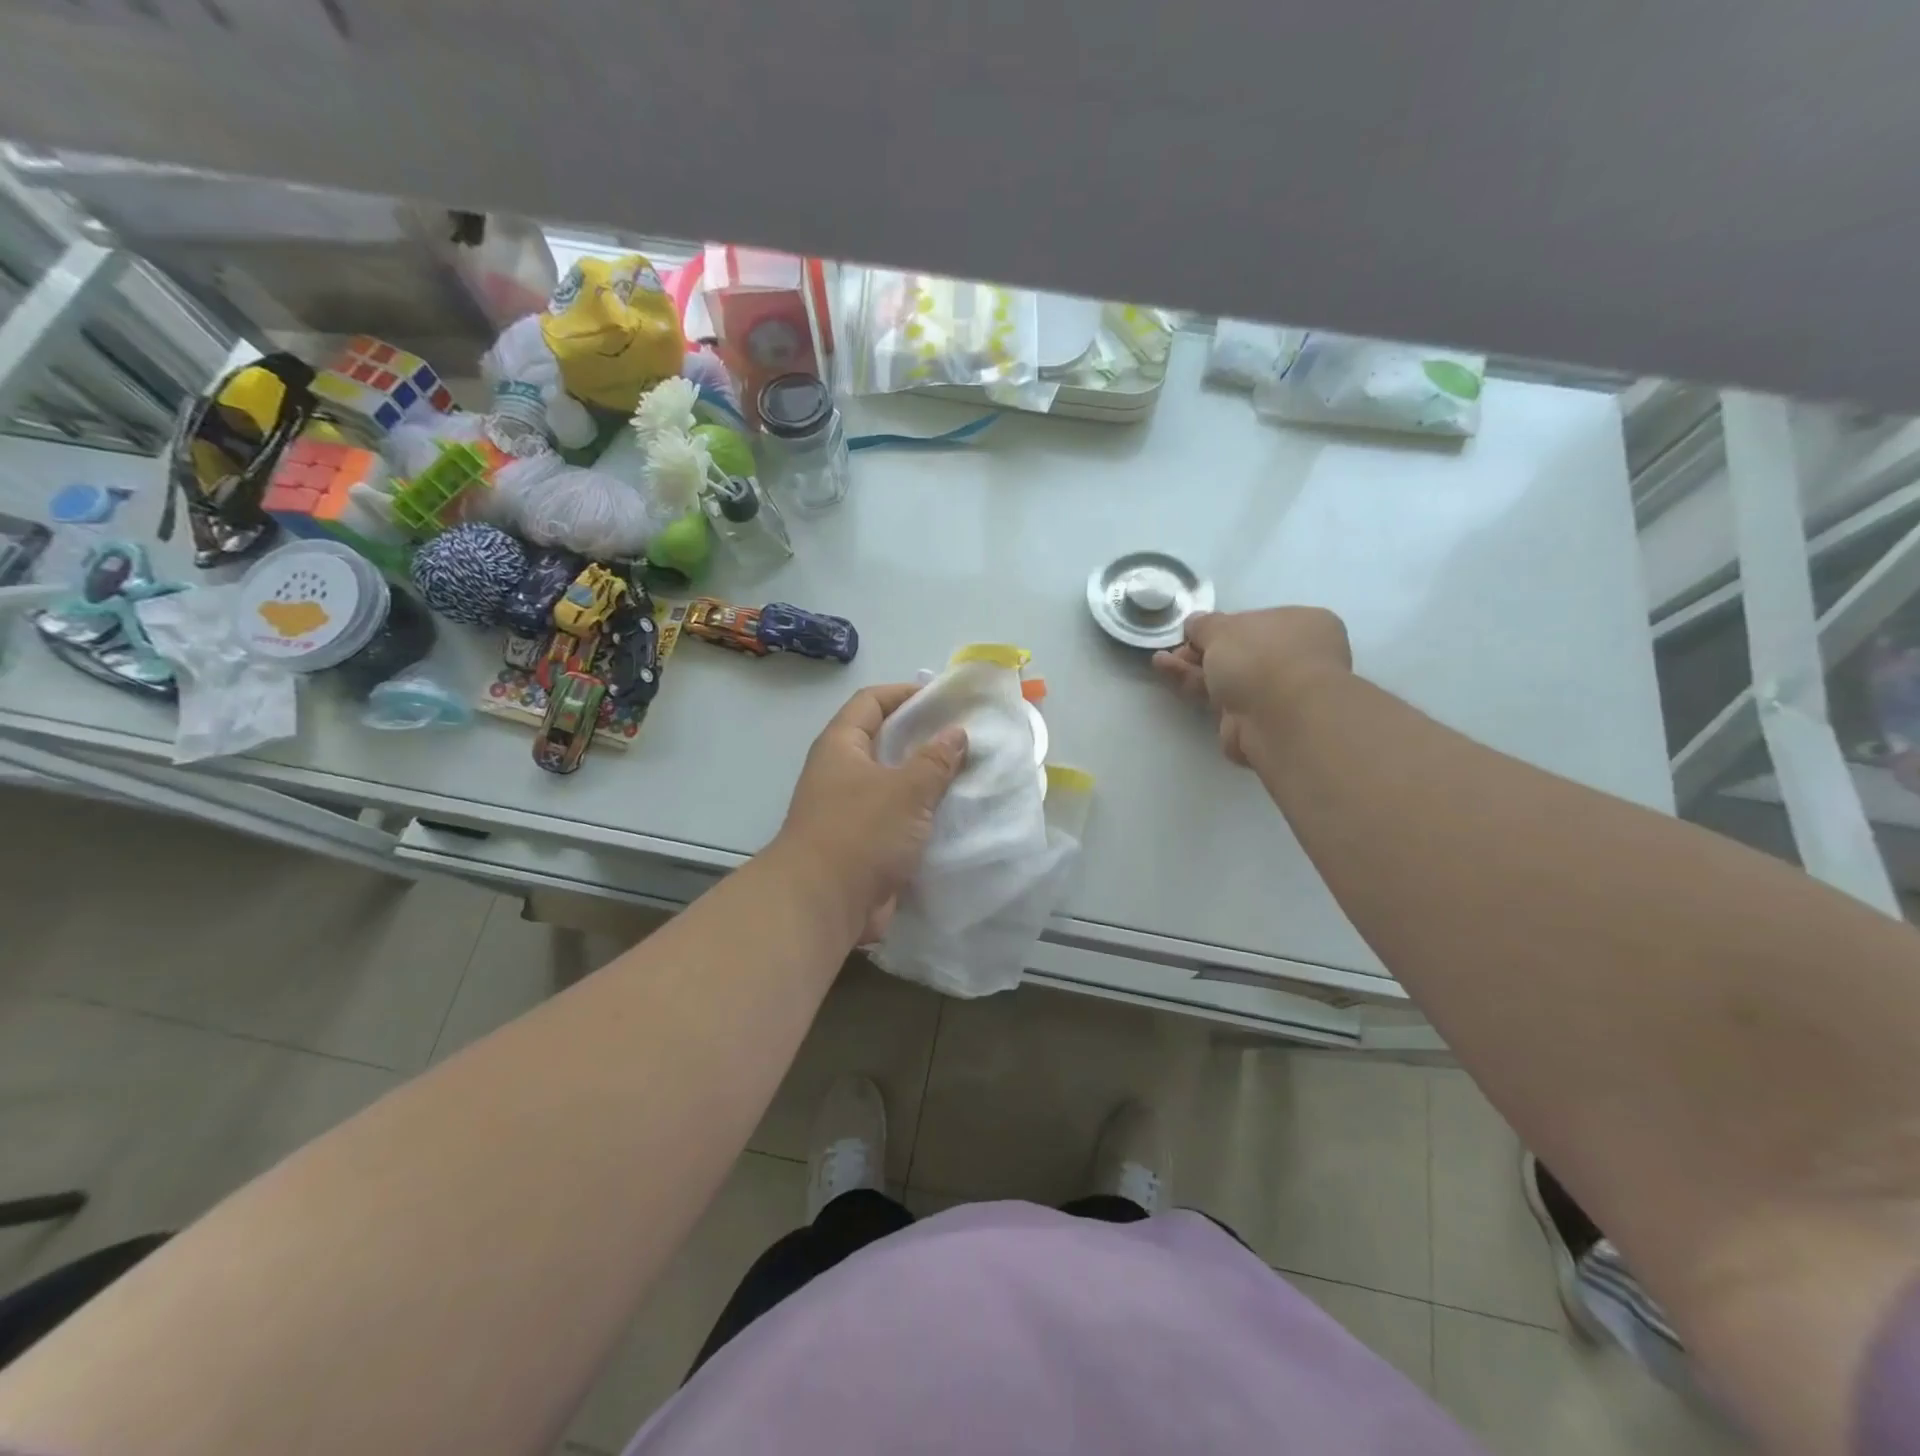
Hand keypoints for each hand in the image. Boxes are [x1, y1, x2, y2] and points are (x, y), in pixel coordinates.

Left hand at [772, 683, 968, 944]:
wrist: (822, 905)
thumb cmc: (860, 833)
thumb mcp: (906, 790)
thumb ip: (935, 760)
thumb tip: (956, 733)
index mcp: (841, 747)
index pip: (871, 702)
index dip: (904, 694)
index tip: (944, 699)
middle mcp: (841, 773)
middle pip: (883, 742)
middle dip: (922, 738)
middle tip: (965, 738)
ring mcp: (850, 811)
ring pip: (893, 784)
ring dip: (926, 781)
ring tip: (968, 774)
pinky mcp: (863, 844)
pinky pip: (898, 819)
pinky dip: (922, 816)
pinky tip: (955, 816)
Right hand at [1152, 607, 1351, 764]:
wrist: (1278, 718)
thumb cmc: (1261, 657)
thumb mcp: (1224, 628)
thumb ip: (1205, 625)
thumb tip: (1196, 623)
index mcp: (1305, 625)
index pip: (1259, 622)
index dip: (1225, 626)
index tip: (1197, 630)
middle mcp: (1297, 658)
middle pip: (1241, 652)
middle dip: (1203, 650)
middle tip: (1176, 649)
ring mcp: (1278, 693)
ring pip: (1228, 677)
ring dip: (1192, 668)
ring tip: (1160, 661)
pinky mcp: (1258, 722)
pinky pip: (1221, 700)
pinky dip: (1195, 687)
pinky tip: (1168, 674)